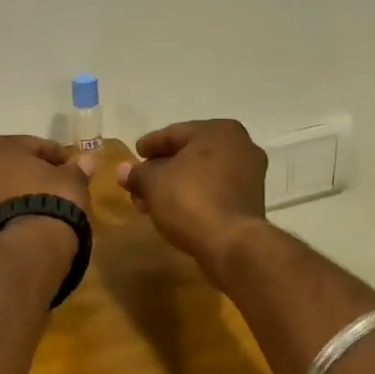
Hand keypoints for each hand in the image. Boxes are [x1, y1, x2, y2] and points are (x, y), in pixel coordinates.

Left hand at [0, 136, 95, 237]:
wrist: (25, 247)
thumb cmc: (50, 199)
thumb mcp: (71, 180)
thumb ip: (77, 169)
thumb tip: (87, 160)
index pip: (34, 146)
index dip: (56, 157)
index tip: (72, 169)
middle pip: (10, 166)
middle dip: (30, 174)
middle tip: (55, 186)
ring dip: (16, 194)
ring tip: (41, 206)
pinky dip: (7, 213)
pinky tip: (26, 222)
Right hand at [117, 120, 268, 278]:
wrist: (231, 243)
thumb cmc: (191, 200)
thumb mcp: (154, 183)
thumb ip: (137, 173)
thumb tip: (124, 171)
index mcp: (219, 130)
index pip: (175, 132)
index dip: (151, 144)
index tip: (135, 153)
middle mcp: (240, 146)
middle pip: (190, 154)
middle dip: (161, 169)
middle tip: (139, 182)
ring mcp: (250, 174)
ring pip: (202, 175)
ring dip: (175, 185)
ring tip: (150, 201)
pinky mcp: (250, 201)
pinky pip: (214, 191)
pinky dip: (194, 197)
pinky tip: (173, 210)